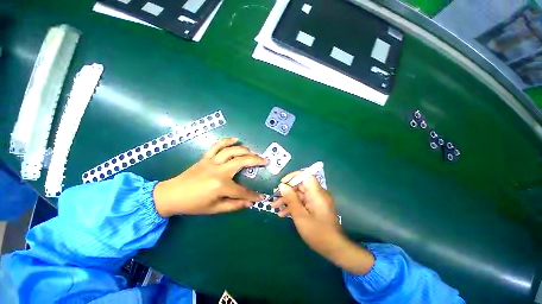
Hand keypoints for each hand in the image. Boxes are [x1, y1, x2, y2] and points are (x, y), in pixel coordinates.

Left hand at [153, 138, 267, 216]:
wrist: (171, 195)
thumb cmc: (193, 205)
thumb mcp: (215, 209)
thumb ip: (234, 205)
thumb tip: (249, 203)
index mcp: (221, 186)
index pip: (242, 191)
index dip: (253, 195)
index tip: (261, 197)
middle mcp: (218, 171)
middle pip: (242, 162)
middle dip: (256, 161)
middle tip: (265, 161)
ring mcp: (212, 162)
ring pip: (232, 151)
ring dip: (245, 150)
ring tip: (253, 152)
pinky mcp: (205, 157)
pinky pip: (217, 146)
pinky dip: (227, 141)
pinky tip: (236, 140)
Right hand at [271, 172, 374, 274]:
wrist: (334, 249)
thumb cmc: (317, 233)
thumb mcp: (300, 216)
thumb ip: (291, 199)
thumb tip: (282, 185)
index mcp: (316, 193)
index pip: (306, 176)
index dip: (293, 177)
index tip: (282, 183)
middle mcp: (317, 194)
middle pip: (300, 186)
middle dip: (286, 191)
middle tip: (274, 198)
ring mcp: (316, 201)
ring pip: (299, 195)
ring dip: (287, 200)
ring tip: (274, 207)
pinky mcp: (314, 208)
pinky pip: (302, 203)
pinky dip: (293, 206)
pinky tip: (282, 214)